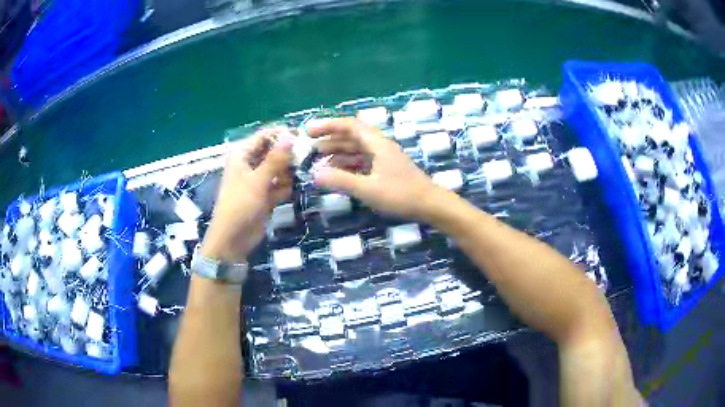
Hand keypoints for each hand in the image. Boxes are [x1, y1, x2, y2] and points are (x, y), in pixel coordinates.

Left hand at [201, 128, 293, 262]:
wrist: (232, 239)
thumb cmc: (240, 205)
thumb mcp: (258, 180)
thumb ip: (275, 158)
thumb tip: (290, 134)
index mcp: (242, 154)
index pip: (265, 135)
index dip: (283, 135)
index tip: (304, 140)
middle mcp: (250, 163)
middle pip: (274, 152)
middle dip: (289, 157)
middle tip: (304, 162)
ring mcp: (258, 180)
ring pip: (280, 169)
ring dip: (289, 174)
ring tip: (296, 180)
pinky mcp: (265, 195)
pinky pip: (281, 185)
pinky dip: (287, 188)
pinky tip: (291, 192)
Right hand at [308, 118, 445, 219]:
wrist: (430, 205)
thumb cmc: (401, 195)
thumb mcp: (368, 189)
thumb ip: (341, 181)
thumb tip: (315, 175)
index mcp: (377, 144)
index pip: (350, 125)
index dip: (328, 125)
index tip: (309, 131)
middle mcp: (380, 146)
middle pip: (352, 136)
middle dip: (330, 139)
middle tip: (310, 147)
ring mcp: (384, 158)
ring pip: (357, 149)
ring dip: (338, 152)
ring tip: (319, 160)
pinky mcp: (386, 169)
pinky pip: (363, 160)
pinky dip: (348, 163)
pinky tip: (338, 172)